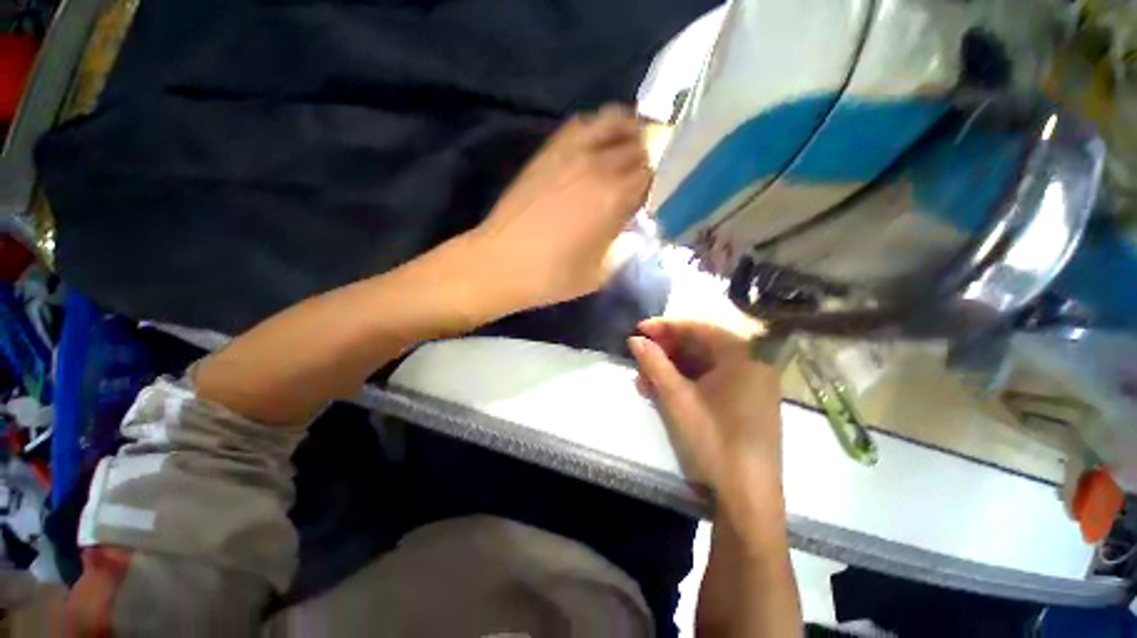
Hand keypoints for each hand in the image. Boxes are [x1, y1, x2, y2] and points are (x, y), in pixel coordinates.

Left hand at [470, 103, 650, 308]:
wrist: (500, 264)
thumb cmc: (552, 276)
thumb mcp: (599, 273)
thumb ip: (624, 246)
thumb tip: (636, 227)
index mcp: (614, 197)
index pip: (653, 173)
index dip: (660, 182)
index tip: (657, 195)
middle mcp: (598, 165)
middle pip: (638, 144)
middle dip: (650, 157)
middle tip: (649, 173)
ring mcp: (570, 153)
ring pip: (613, 121)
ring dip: (629, 130)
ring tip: (632, 147)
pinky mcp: (548, 152)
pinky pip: (581, 124)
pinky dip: (598, 126)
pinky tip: (599, 142)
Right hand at [628, 318, 783, 511]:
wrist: (747, 497)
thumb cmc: (713, 439)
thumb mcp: (677, 398)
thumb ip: (654, 363)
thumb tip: (635, 340)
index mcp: (742, 356)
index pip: (697, 328)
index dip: (664, 327)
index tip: (638, 329)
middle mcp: (751, 364)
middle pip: (700, 346)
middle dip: (665, 352)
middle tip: (639, 358)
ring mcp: (750, 385)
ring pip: (703, 365)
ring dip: (671, 369)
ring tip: (644, 379)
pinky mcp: (745, 403)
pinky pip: (712, 382)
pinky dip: (686, 383)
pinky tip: (662, 391)